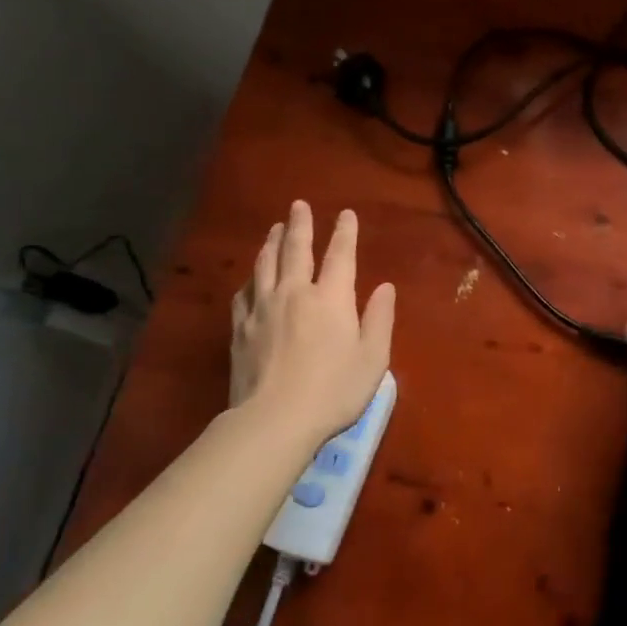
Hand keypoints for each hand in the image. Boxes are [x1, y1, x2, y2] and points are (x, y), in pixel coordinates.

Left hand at [229, 200, 395, 445]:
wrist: (274, 420)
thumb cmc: (334, 390)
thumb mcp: (373, 358)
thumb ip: (379, 318)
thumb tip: (385, 287)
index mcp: (331, 298)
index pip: (340, 255)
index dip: (345, 232)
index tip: (345, 214)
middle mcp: (295, 293)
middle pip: (296, 249)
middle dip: (300, 224)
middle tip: (298, 205)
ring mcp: (263, 309)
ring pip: (265, 265)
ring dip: (271, 243)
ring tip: (274, 229)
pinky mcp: (240, 330)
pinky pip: (244, 294)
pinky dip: (250, 280)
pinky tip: (250, 280)